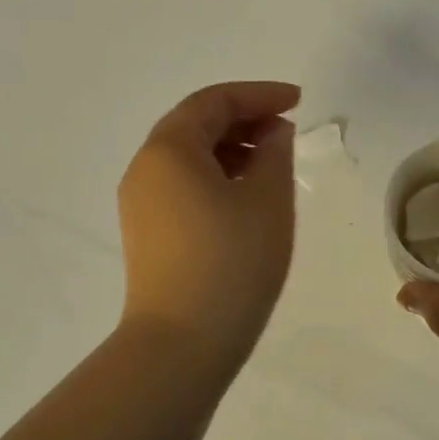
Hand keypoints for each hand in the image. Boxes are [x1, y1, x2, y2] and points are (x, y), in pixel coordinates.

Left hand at [118, 82, 300, 367]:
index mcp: (168, 149)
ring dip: (229, 152)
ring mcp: (140, 205)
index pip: (214, 102)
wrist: (181, 344)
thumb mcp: (267, 201)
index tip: (298, 101)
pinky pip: (181, 189)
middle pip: (194, 126)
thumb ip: (275, 154)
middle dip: (243, 121)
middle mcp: (144, 169)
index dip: (259, 95)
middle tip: (287, 133)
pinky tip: (244, 200)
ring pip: (187, 159)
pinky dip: (214, 180)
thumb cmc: (231, 263)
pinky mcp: (146, 236)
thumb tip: (272, 134)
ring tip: (271, 167)